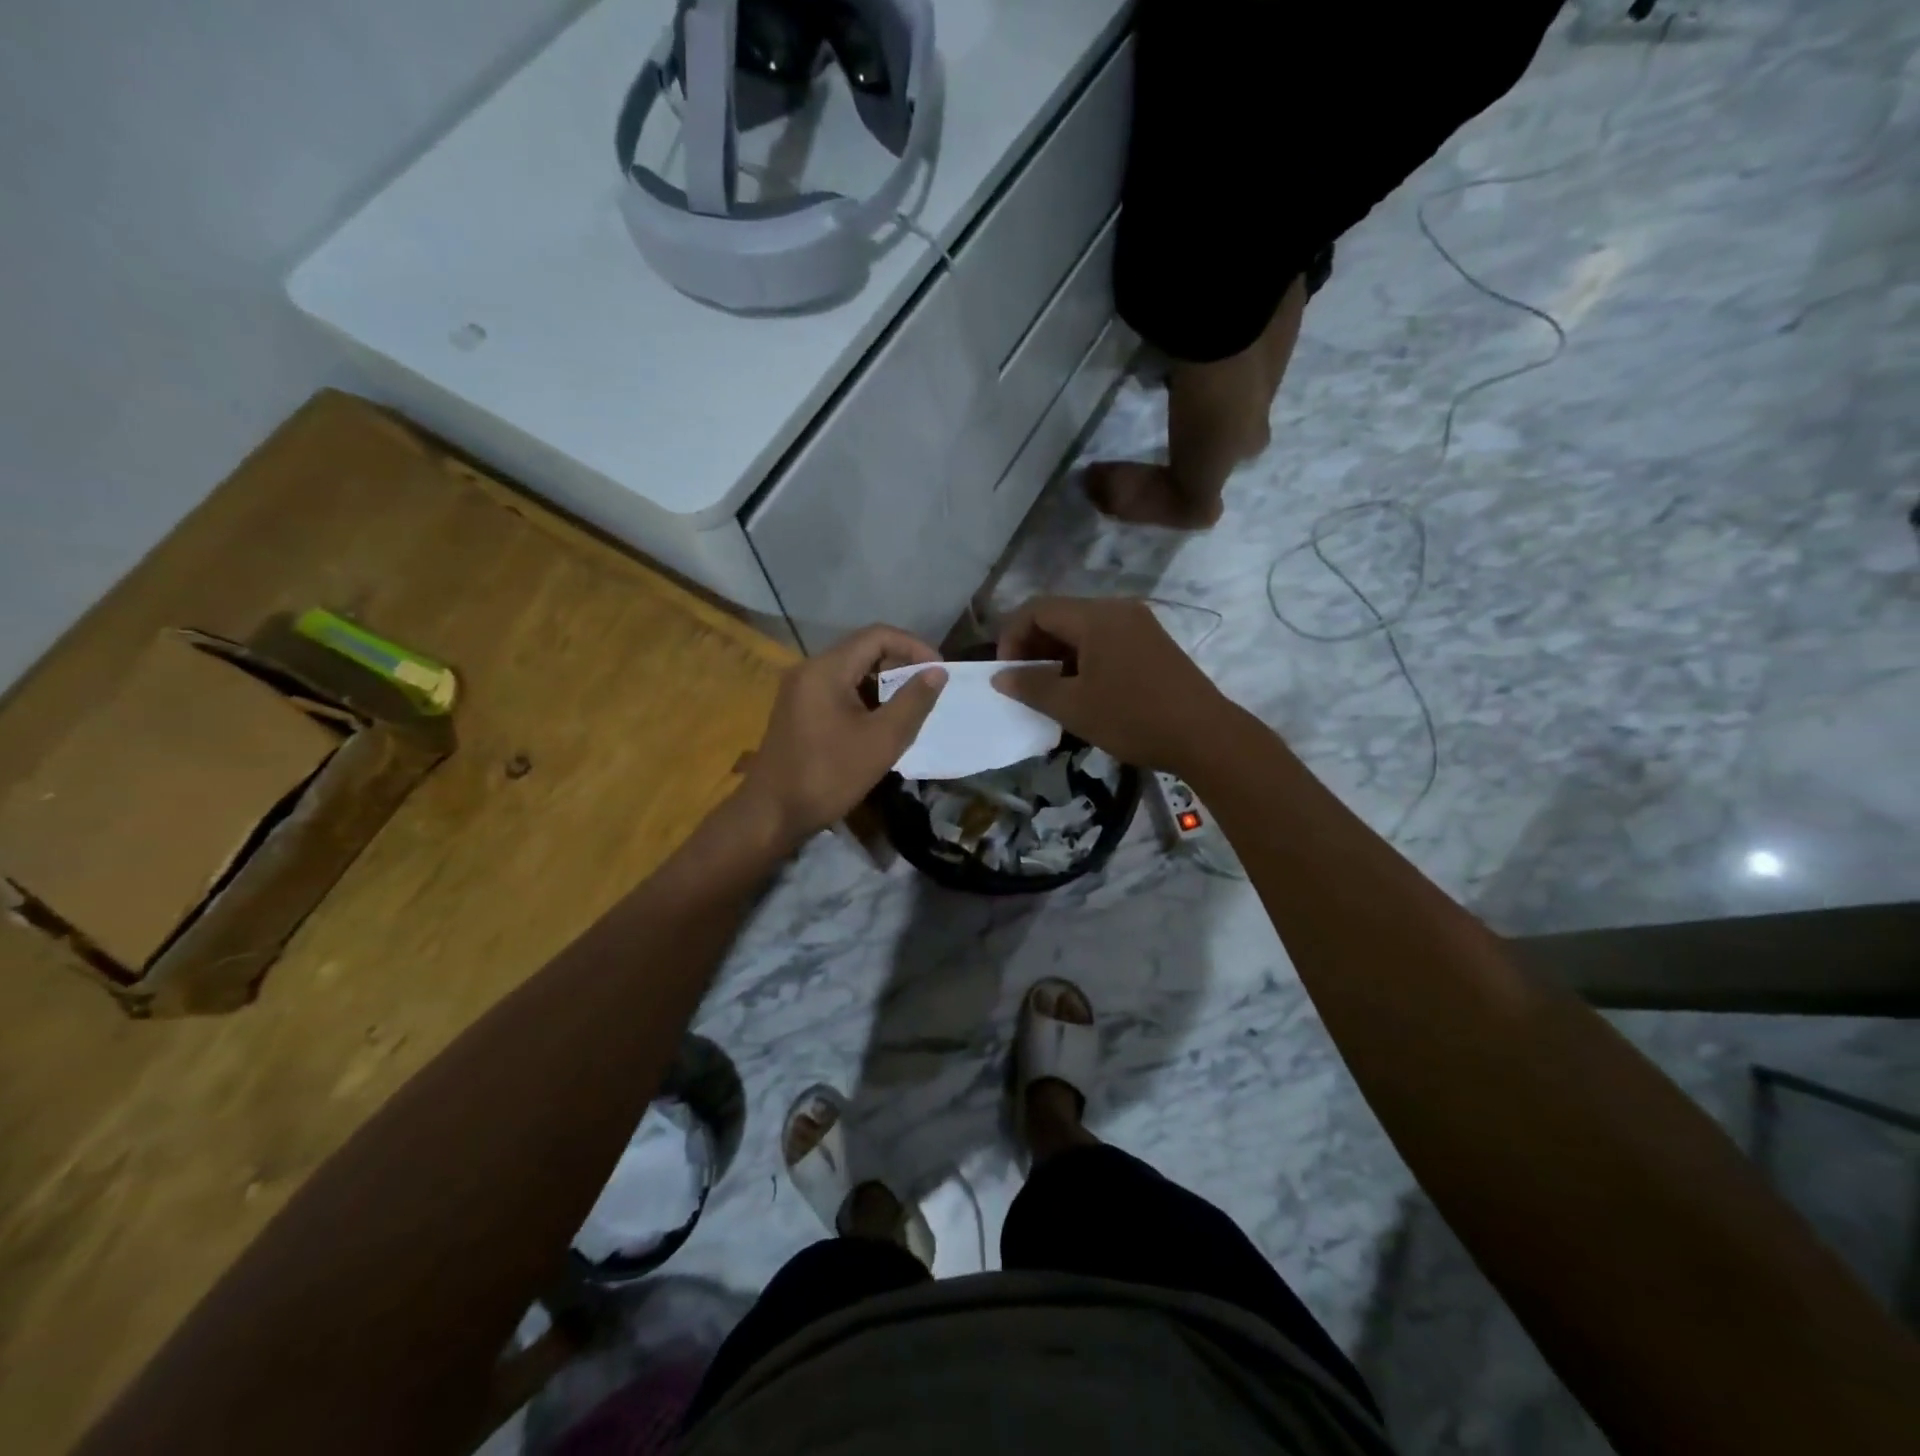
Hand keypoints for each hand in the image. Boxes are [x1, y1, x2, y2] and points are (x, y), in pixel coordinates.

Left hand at [741, 625, 946, 845]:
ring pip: (852, 672)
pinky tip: (881, 724)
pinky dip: (865, 699)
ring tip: (910, 709)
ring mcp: (800, 690)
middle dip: (901, 665)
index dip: (914, 647)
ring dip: (884, 684)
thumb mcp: (882, 740)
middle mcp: (809, 670)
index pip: (878, 635)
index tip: (939, 672)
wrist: (771, 814)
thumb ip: (913, 702)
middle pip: (863, 650)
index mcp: (826, 669)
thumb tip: (937, 672)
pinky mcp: (798, 710)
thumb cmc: (829, 776)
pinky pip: (838, 690)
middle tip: (927, 692)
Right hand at [992, 596, 1230, 772]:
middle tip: (1023, 683)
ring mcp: (1139, 625)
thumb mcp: (1073, 706)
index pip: (1037, 609)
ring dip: (1058, 655)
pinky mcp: (1152, 644)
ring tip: (1049, 691)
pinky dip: (1083, 658)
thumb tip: (1000, 676)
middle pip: (1060, 615)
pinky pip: (1105, 640)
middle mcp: (1117, 610)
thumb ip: (1031, 686)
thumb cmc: (1132, 718)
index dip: (1012, 636)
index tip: (1006, 672)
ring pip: (1083, 630)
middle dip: (1033, 646)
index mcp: (1095, 616)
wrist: (1204, 735)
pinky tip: (1081, 690)